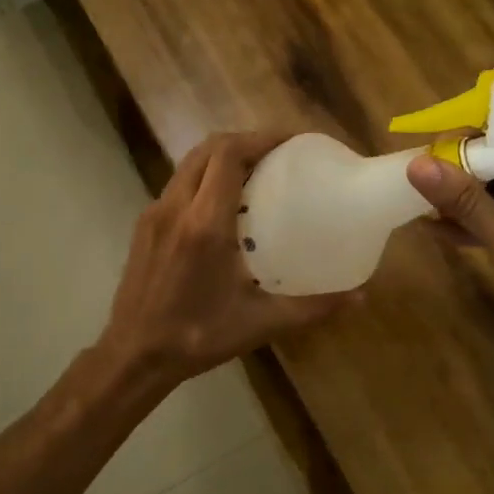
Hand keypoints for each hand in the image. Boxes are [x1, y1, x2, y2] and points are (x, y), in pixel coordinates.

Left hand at [97, 132, 353, 389]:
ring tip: (256, 172)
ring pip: (189, 163)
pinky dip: (204, 177)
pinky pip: (178, 185)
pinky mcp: (144, 224)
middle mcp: (176, 207)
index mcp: (204, 223)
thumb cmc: (197, 337)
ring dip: (221, 157)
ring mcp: (154, 213)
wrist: (133, 355)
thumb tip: (360, 297)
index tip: (292, 142)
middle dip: (244, 141)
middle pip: (208, 148)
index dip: (260, 138)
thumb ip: (311, 308)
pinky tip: (224, 204)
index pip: (228, 154)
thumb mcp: (260, 323)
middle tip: (278, 154)